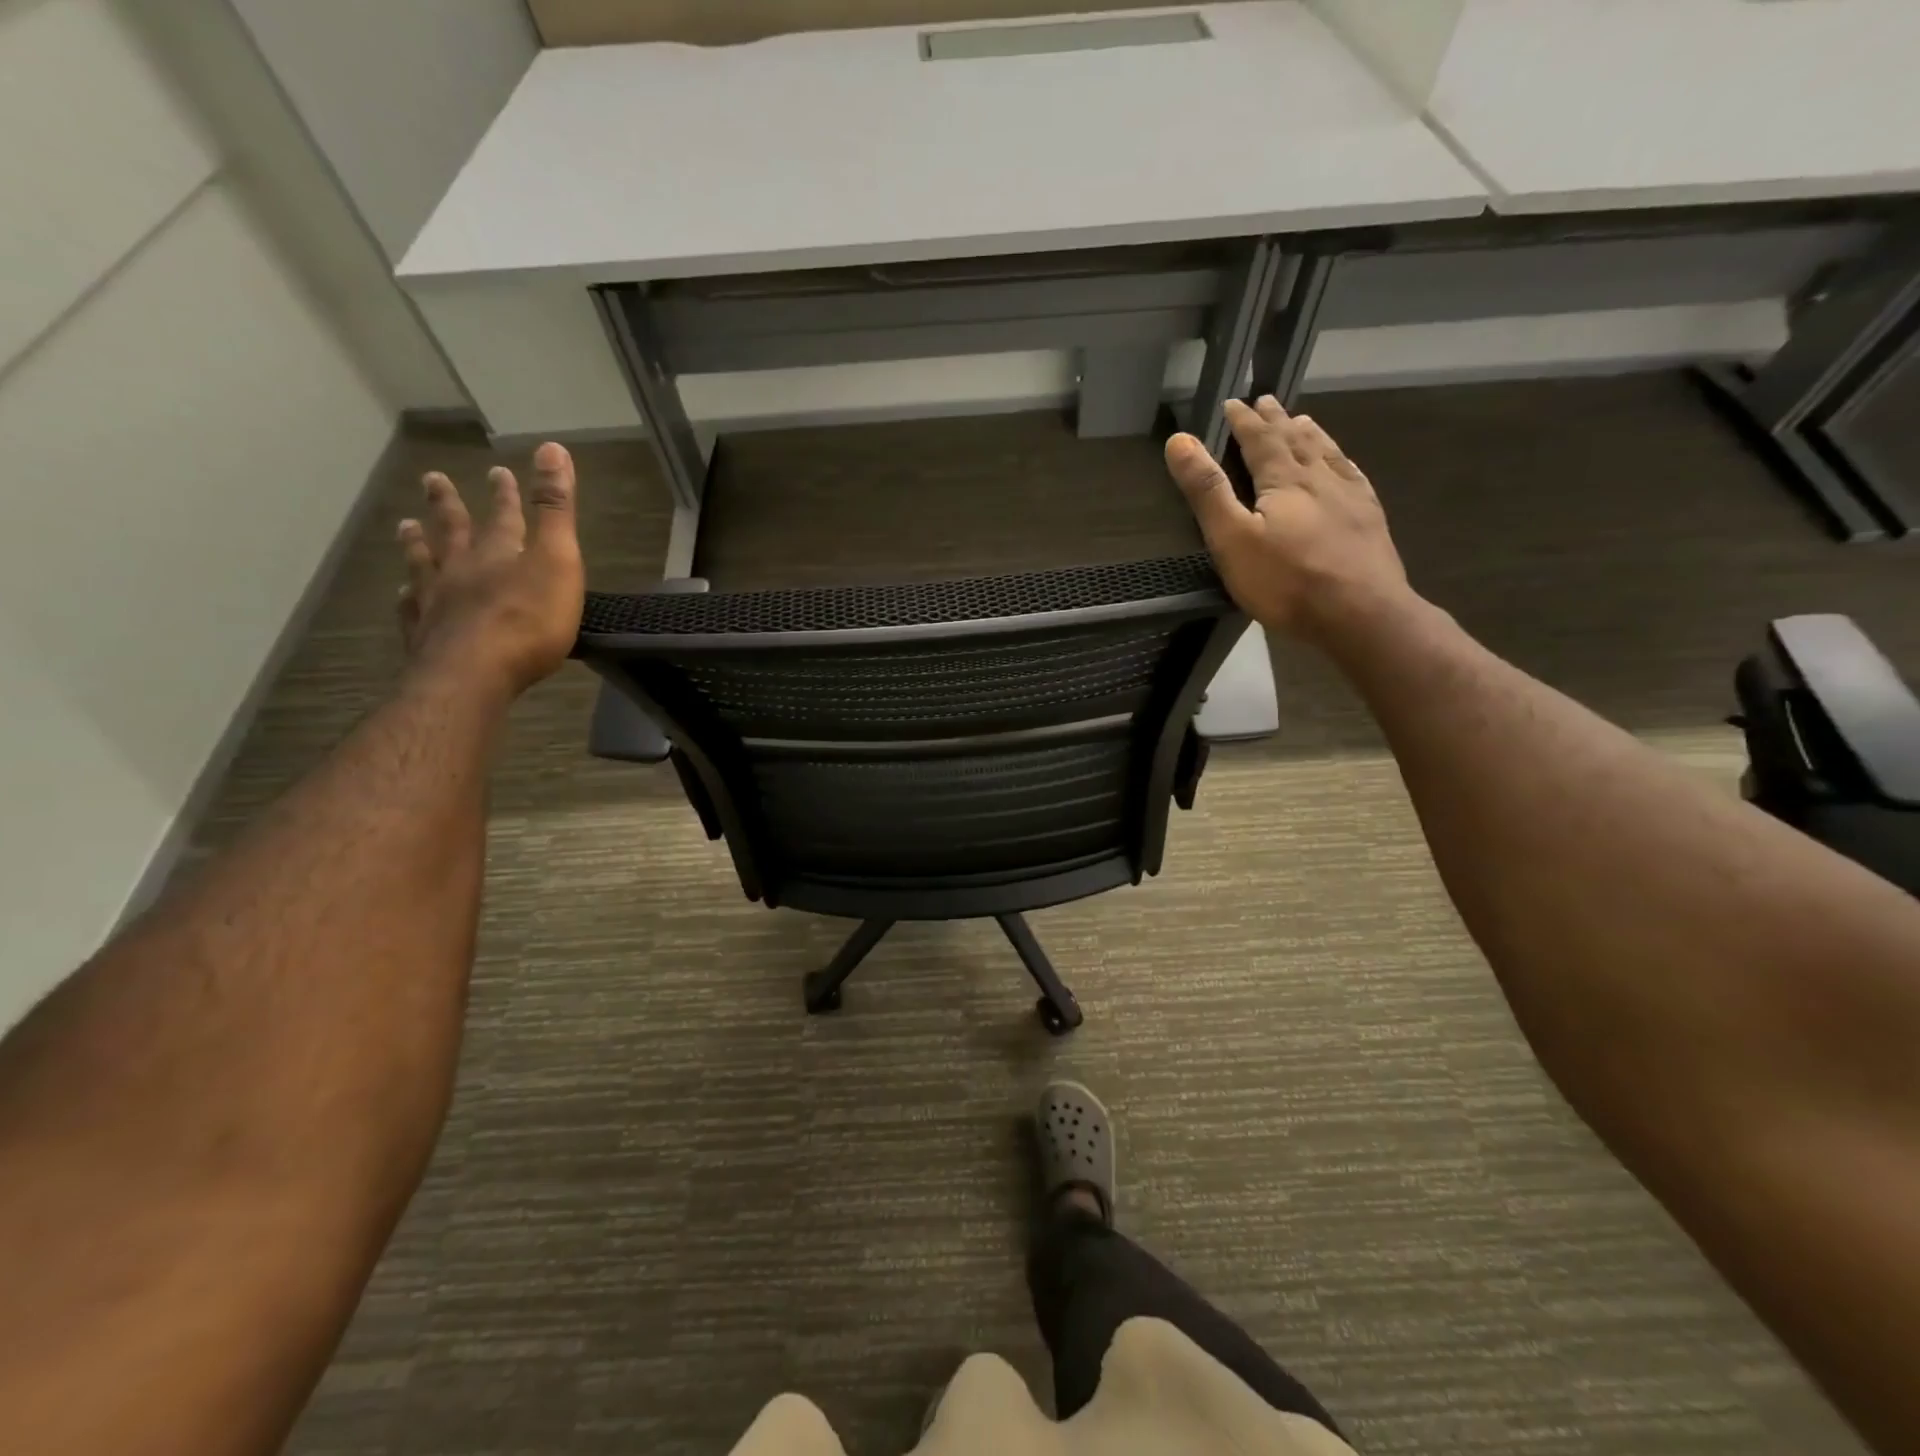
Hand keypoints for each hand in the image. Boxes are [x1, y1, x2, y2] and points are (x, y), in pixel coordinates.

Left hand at [396, 442, 584, 696]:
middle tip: (431, 479)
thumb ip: (556, 509)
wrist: (474, 675)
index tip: (497, 469)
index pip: (504, 516)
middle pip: (454, 532)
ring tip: (405, 527)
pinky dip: (406, 597)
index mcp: (497, 553)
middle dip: (449, 506)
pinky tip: (401, 595)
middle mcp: (461, 570)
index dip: (505, 494)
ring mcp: (436, 602)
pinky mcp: (424, 636)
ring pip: (424, 565)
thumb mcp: (557, 560)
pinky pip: (411, 608)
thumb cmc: (528, 621)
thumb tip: (552, 447)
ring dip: (417, 544)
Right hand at [1165, 398, 1411, 641]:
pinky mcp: (1369, 520)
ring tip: (1302, 421)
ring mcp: (1351, 497)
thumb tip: (1180, 440)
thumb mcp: (1232, 539)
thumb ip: (1207, 490)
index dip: (1244, 421)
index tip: (1232, 403)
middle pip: (1296, 440)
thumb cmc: (1287, 581)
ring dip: (1310, 434)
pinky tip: (1343, 465)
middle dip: (1276, 421)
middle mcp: (1320, 478)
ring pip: (1327, 454)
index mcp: (1284, 480)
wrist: (1361, 614)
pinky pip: (1354, 477)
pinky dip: (1342, 462)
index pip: (1261, 440)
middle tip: (1266, 402)